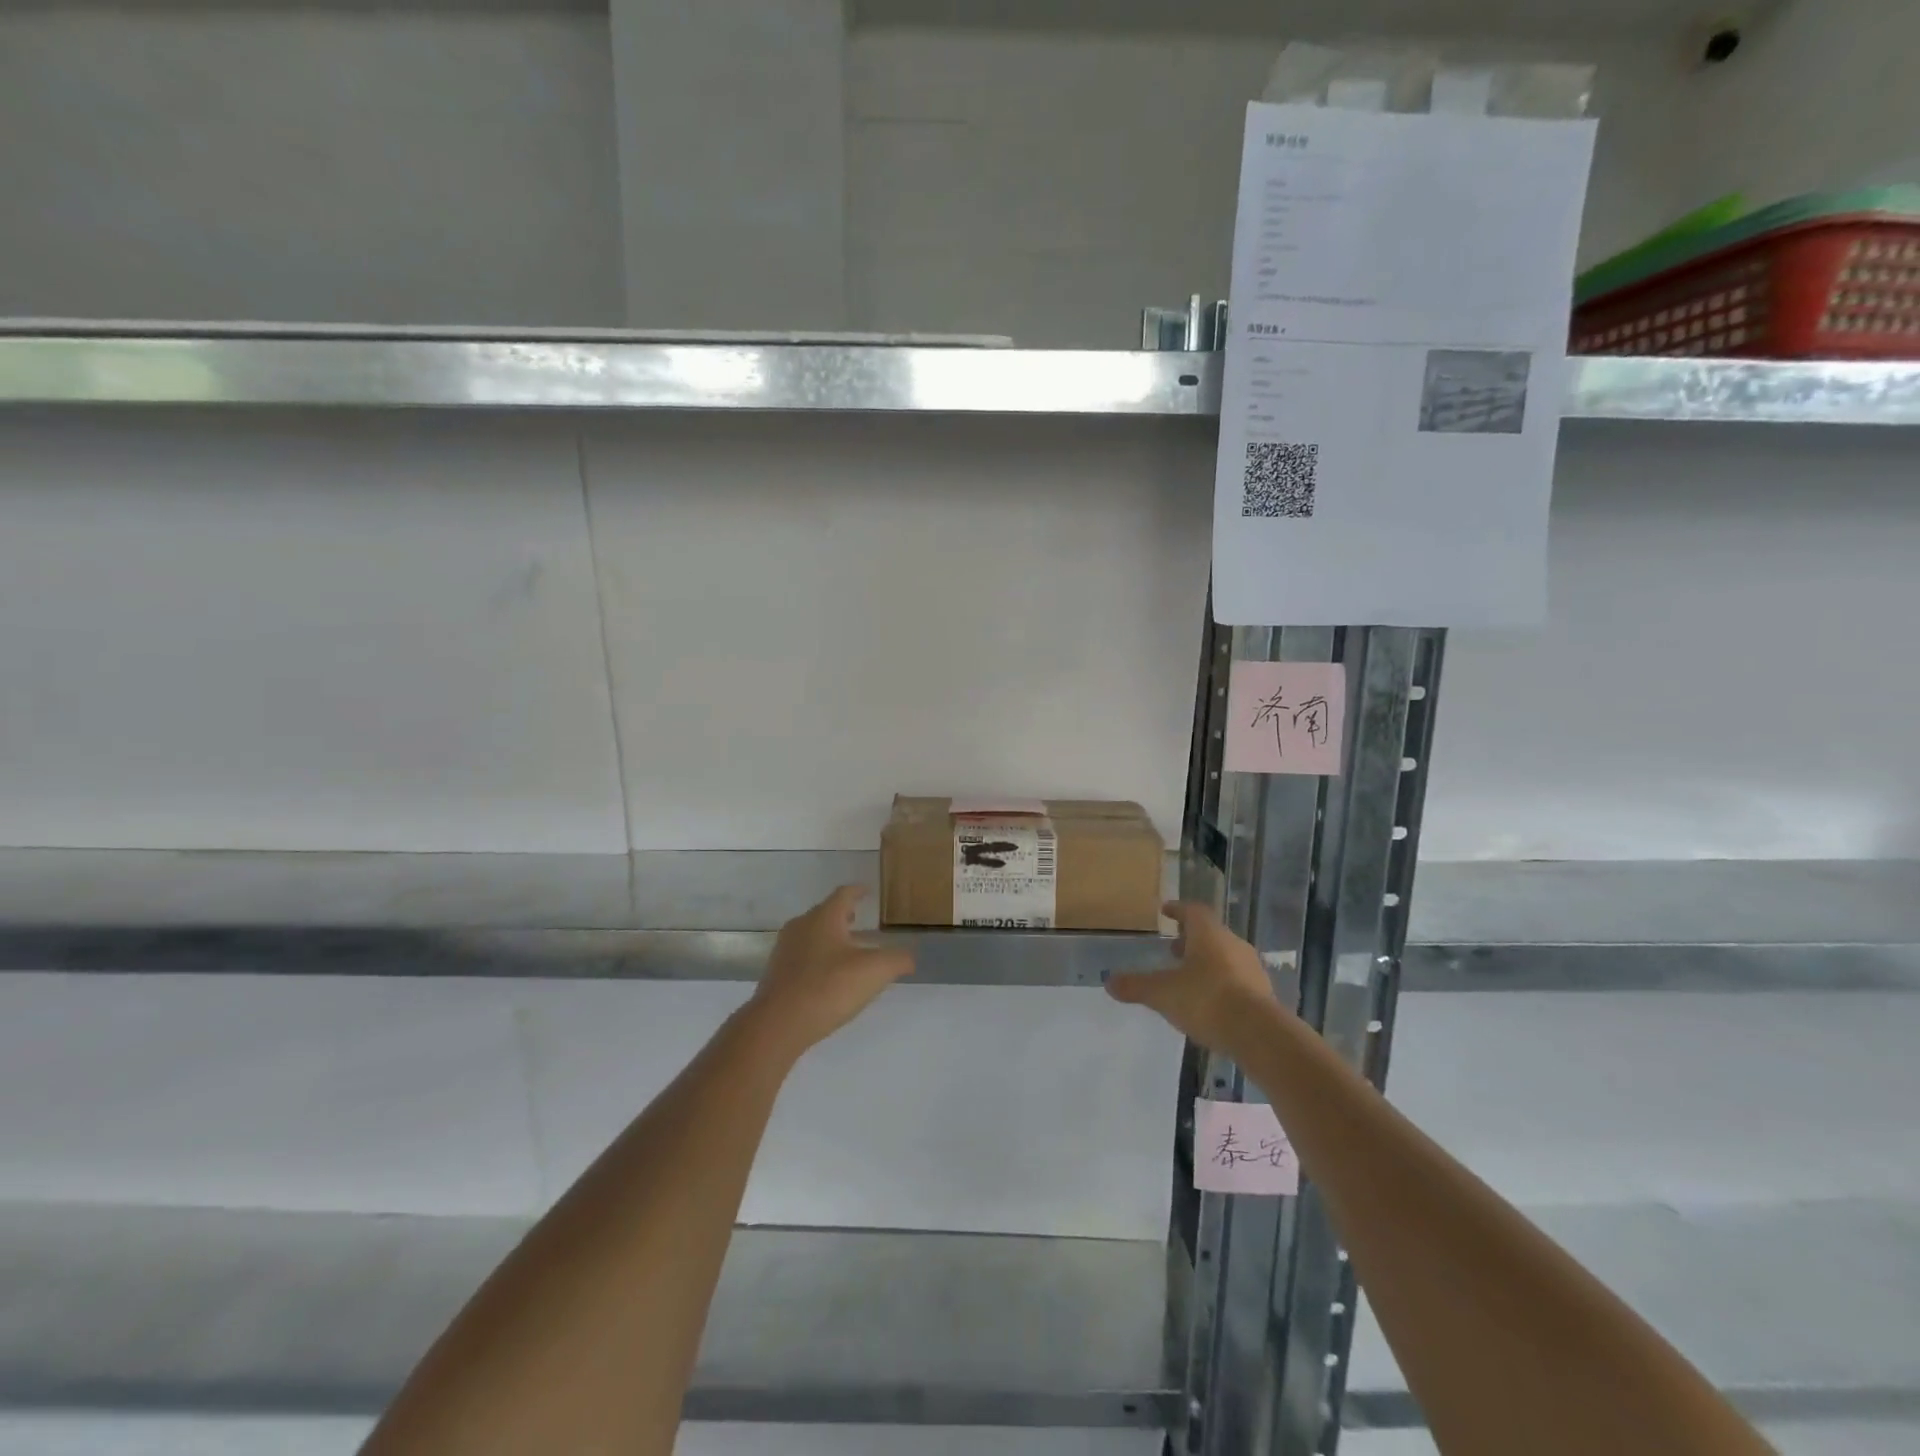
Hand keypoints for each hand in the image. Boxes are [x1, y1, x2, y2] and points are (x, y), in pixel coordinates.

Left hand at [747, 886, 913, 1056]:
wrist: (778, 1024)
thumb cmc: (829, 987)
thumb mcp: (875, 972)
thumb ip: (897, 959)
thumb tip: (910, 956)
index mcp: (824, 917)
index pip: (844, 894)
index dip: (858, 891)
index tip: (867, 891)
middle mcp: (801, 926)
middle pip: (824, 913)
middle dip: (842, 915)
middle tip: (858, 918)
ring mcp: (785, 950)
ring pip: (811, 934)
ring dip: (829, 937)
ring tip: (846, 949)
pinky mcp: (776, 974)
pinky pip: (801, 957)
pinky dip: (817, 958)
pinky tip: (828, 977)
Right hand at [1105, 901, 1281, 1056]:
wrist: (1259, 1035)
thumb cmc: (1206, 1000)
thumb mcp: (1162, 993)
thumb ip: (1136, 986)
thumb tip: (1108, 982)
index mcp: (1208, 934)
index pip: (1193, 911)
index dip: (1178, 910)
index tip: (1166, 911)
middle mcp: (1233, 944)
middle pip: (1211, 934)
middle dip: (1191, 940)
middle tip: (1173, 949)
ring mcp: (1252, 969)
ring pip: (1225, 957)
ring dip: (1207, 962)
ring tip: (1188, 978)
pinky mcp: (1264, 995)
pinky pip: (1237, 980)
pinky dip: (1221, 984)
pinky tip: (1209, 1003)